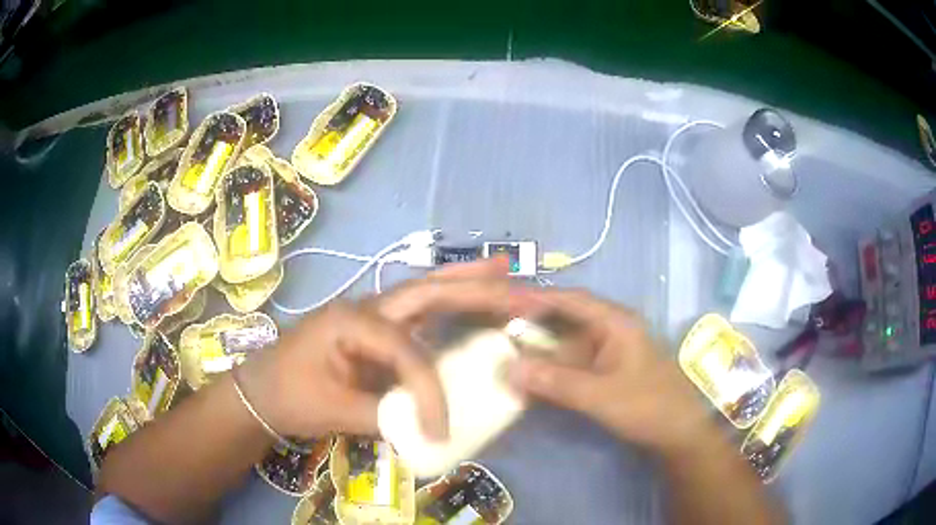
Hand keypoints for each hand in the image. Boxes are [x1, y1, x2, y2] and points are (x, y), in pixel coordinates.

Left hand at [238, 258, 519, 441]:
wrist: (260, 390)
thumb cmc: (288, 395)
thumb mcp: (332, 411)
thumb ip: (382, 416)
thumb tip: (428, 429)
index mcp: (350, 321)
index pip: (405, 353)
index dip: (429, 390)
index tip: (439, 428)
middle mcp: (365, 308)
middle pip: (426, 291)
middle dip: (472, 286)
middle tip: (515, 282)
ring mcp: (371, 316)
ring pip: (425, 293)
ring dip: (464, 282)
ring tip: (503, 270)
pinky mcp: (376, 331)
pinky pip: (420, 314)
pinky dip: (449, 303)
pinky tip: (470, 300)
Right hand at [509, 289, 711, 455]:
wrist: (678, 433)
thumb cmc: (647, 406)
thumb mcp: (600, 395)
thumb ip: (555, 381)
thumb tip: (509, 368)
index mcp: (616, 322)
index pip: (571, 299)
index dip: (536, 298)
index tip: (502, 302)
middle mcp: (611, 329)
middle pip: (566, 318)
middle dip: (533, 324)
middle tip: (496, 330)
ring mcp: (609, 350)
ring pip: (567, 342)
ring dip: (541, 350)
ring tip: (506, 353)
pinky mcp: (606, 369)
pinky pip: (573, 362)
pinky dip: (552, 369)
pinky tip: (532, 378)